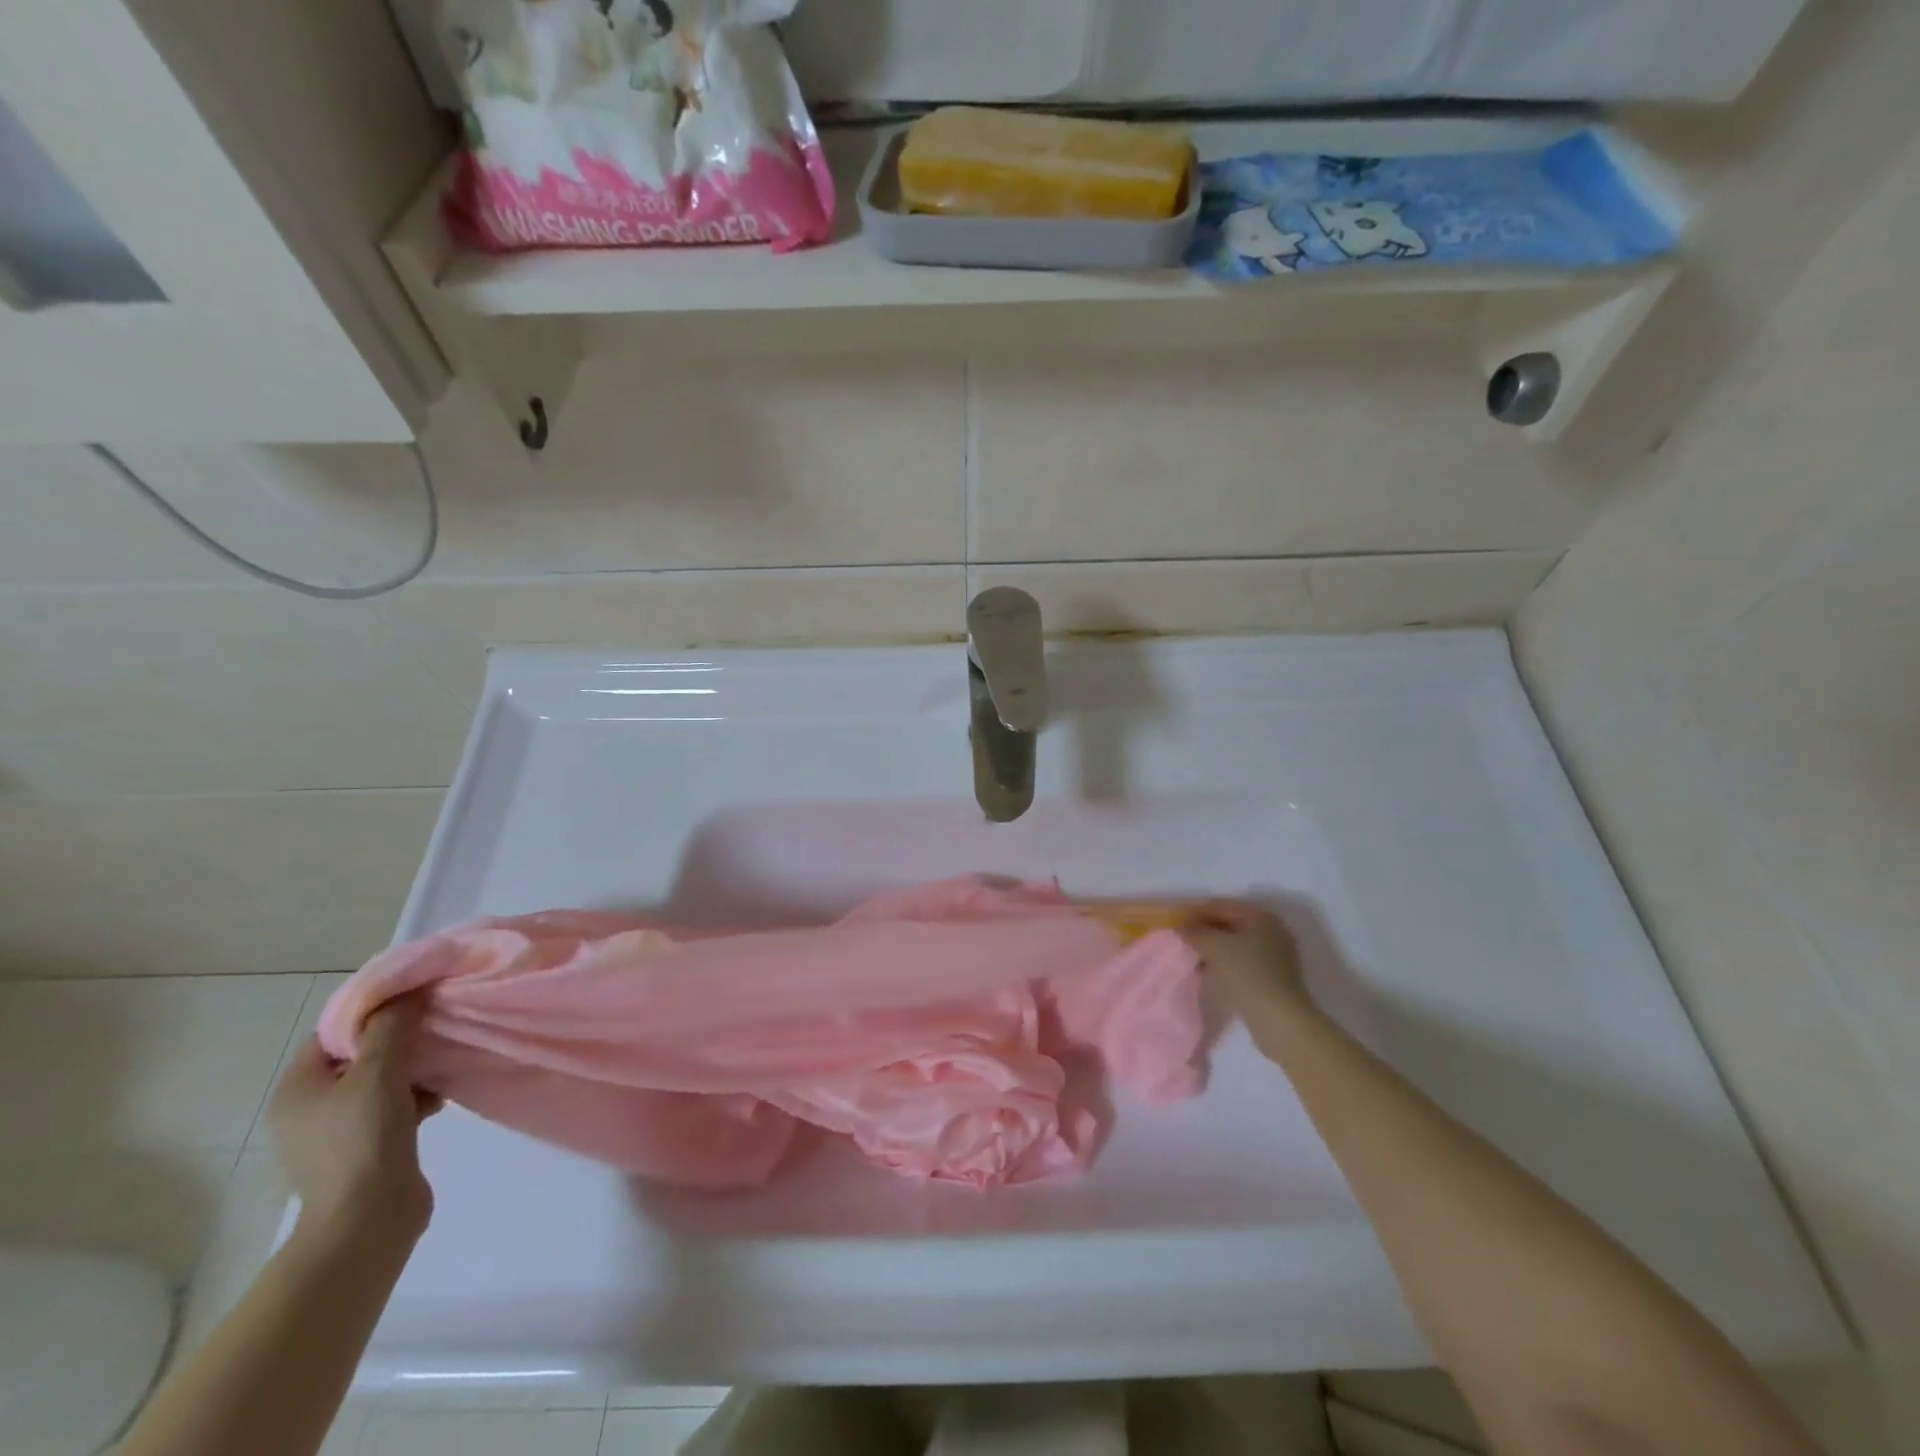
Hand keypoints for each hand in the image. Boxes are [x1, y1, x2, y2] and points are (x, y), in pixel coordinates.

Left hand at [267, 1002, 438, 1242]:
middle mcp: (309, 1108)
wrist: (367, 1219)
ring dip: (414, 1070)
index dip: (373, 1012)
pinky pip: (392, 1107)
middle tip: (436, 1029)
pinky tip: (440, 1098)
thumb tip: (406, 993)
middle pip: (361, 1056)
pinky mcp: (365, 1149)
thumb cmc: (363, 1138)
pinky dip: (416, 1097)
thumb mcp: (379, 1072)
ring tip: (444, 1065)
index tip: (415, 1001)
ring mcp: (336, 1132)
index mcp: (297, 1089)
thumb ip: (391, 1027)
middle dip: (402, 1041)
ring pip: (382, 1081)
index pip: (334, 1032)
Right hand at [1181, 901, 1312, 1030]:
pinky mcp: (1274, 978)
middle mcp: (1272, 930)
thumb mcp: (1214, 946)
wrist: (1279, 1019)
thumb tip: (1183, 926)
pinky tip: (1209, 973)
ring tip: (1192, 958)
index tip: (1175, 922)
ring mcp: (1276, 955)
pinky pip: (1242, 963)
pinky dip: (1225, 965)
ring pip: (1235, 945)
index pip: (1221, 906)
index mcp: (1260, 916)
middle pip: (1230, 924)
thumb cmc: (1246, 973)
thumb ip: (1195, 931)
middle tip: (1182, 940)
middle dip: (1204, 931)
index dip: (1196, 912)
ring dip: (1213, 950)